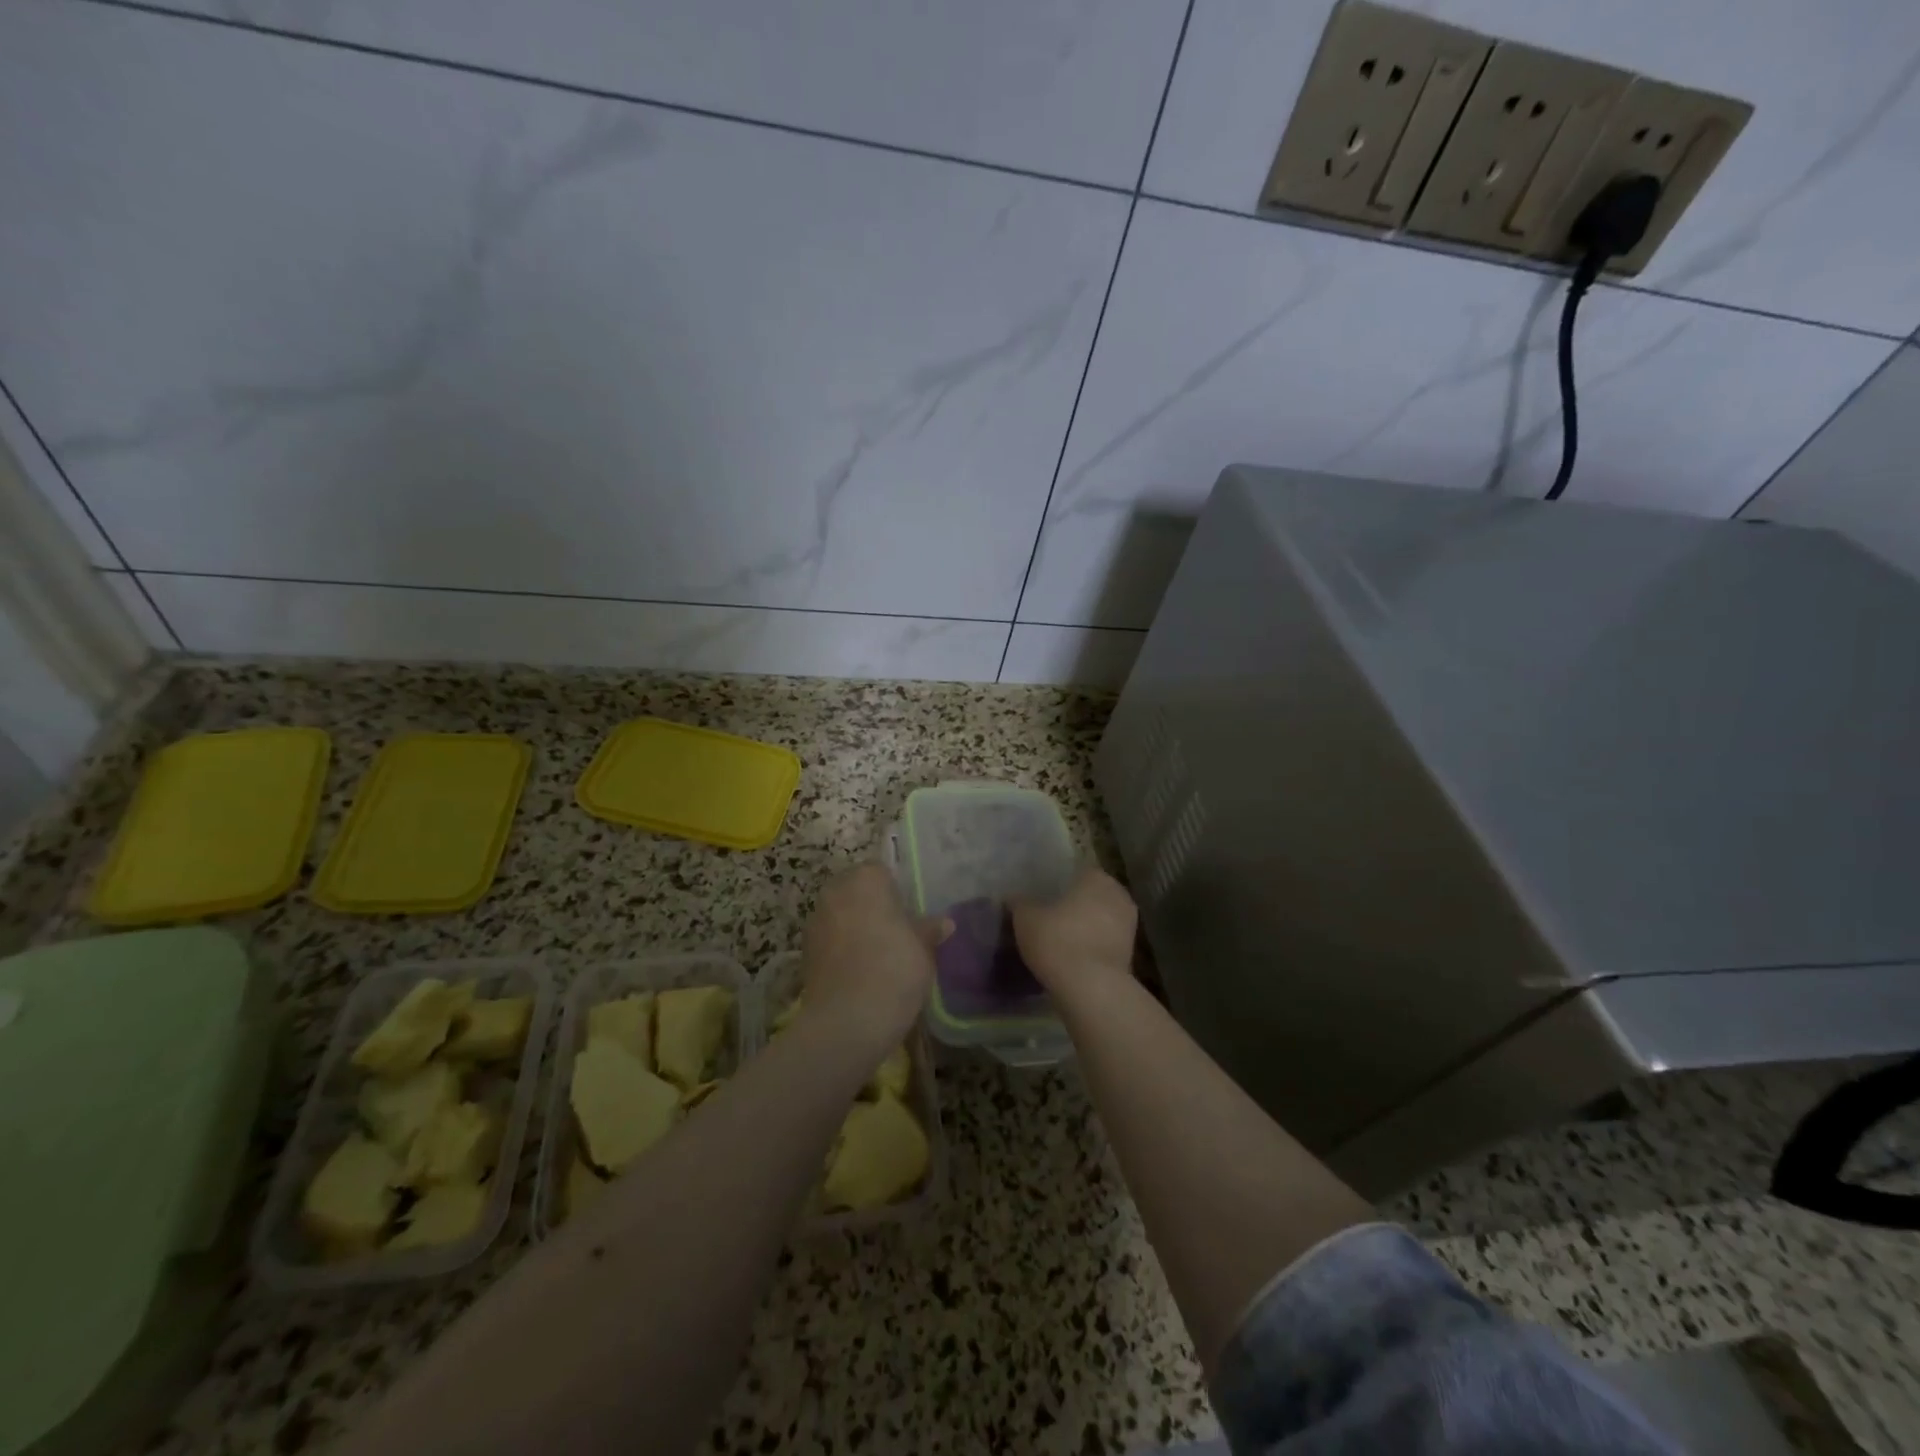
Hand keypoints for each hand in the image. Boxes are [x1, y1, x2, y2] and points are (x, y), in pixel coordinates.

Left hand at [800, 863, 945, 1051]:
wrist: (847, 1020)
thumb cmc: (895, 970)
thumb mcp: (924, 950)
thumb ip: (930, 930)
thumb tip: (945, 923)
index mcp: (867, 879)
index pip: (882, 872)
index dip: (896, 892)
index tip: (908, 915)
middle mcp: (836, 891)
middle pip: (857, 891)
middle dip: (872, 907)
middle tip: (896, 933)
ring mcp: (816, 920)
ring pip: (841, 915)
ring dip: (854, 927)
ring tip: (877, 955)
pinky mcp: (804, 950)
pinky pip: (830, 940)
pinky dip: (841, 949)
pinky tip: (859, 972)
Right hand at [1011, 867, 1137, 1004]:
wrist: (1091, 988)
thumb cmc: (1058, 940)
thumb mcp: (1026, 919)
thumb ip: (1020, 903)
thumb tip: (1013, 897)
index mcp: (1096, 877)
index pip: (1077, 871)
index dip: (1059, 883)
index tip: (1044, 895)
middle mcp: (1118, 894)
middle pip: (1092, 895)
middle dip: (1075, 904)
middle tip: (1050, 916)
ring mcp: (1129, 925)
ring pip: (1101, 919)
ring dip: (1086, 926)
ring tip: (1060, 939)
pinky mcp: (1130, 953)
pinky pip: (1105, 941)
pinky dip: (1092, 946)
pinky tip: (1073, 957)